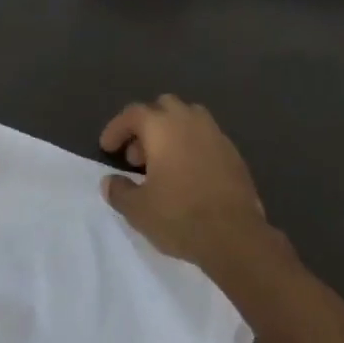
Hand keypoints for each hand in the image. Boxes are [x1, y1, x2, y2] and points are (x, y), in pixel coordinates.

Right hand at [100, 95, 267, 265]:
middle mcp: (189, 120)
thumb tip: (110, 182)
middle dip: (146, 126)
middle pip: (163, 107)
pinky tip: (189, 175)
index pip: (133, 114)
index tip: (107, 148)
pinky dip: (192, 146)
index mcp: (162, 126)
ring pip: (188, 118)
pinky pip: (206, 137)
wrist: (235, 236)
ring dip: (171, 132)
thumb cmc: (180, 216)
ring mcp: (215, 134)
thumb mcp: (138, 210)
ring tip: (163, 163)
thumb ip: (119, 191)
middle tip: (137, 157)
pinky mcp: (233, 152)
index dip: (116, 128)